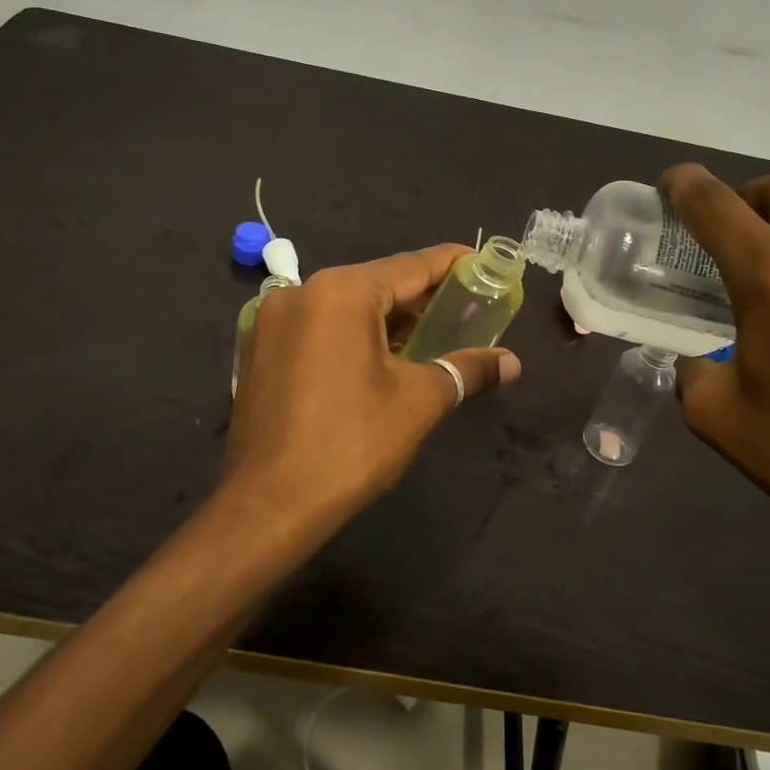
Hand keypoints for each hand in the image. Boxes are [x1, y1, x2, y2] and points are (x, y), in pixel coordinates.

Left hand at [221, 245, 521, 534]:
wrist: (269, 505)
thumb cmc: (351, 444)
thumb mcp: (418, 401)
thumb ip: (466, 369)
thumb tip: (511, 362)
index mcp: (340, 292)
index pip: (410, 266)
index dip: (450, 265)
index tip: (481, 264)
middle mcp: (301, 293)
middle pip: (375, 284)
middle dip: (420, 299)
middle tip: (462, 310)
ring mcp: (271, 321)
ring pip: (344, 307)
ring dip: (385, 320)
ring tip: (427, 338)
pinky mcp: (258, 350)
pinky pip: (317, 328)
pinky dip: (351, 335)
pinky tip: (378, 359)